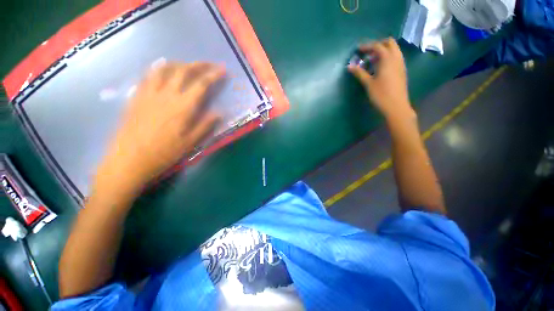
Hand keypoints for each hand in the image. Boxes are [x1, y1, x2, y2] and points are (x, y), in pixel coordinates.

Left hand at [96, 62, 224, 193]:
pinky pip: (148, 75)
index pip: (201, 84)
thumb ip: (205, 125)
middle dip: (199, 64)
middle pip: (183, 70)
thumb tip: (220, 113)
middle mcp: (166, 94)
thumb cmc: (164, 153)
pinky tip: (164, 71)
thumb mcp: (190, 143)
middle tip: (209, 65)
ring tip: (188, 66)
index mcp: (182, 107)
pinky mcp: (137, 96)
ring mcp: (149, 93)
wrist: (129, 160)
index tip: (222, 70)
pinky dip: (159, 68)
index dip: (213, 75)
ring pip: (164, 68)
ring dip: (179, 63)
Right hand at [348, 38, 414, 119]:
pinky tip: (381, 66)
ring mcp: (401, 64)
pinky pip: (396, 57)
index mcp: (387, 59)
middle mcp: (396, 58)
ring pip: (394, 49)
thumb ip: (359, 73)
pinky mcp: (402, 70)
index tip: (358, 49)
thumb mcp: (368, 83)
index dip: (367, 46)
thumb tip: (349, 66)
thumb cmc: (381, 95)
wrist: (396, 106)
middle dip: (378, 44)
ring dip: (384, 50)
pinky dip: (388, 56)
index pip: (378, 46)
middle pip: (389, 43)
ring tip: (373, 59)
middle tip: (367, 52)